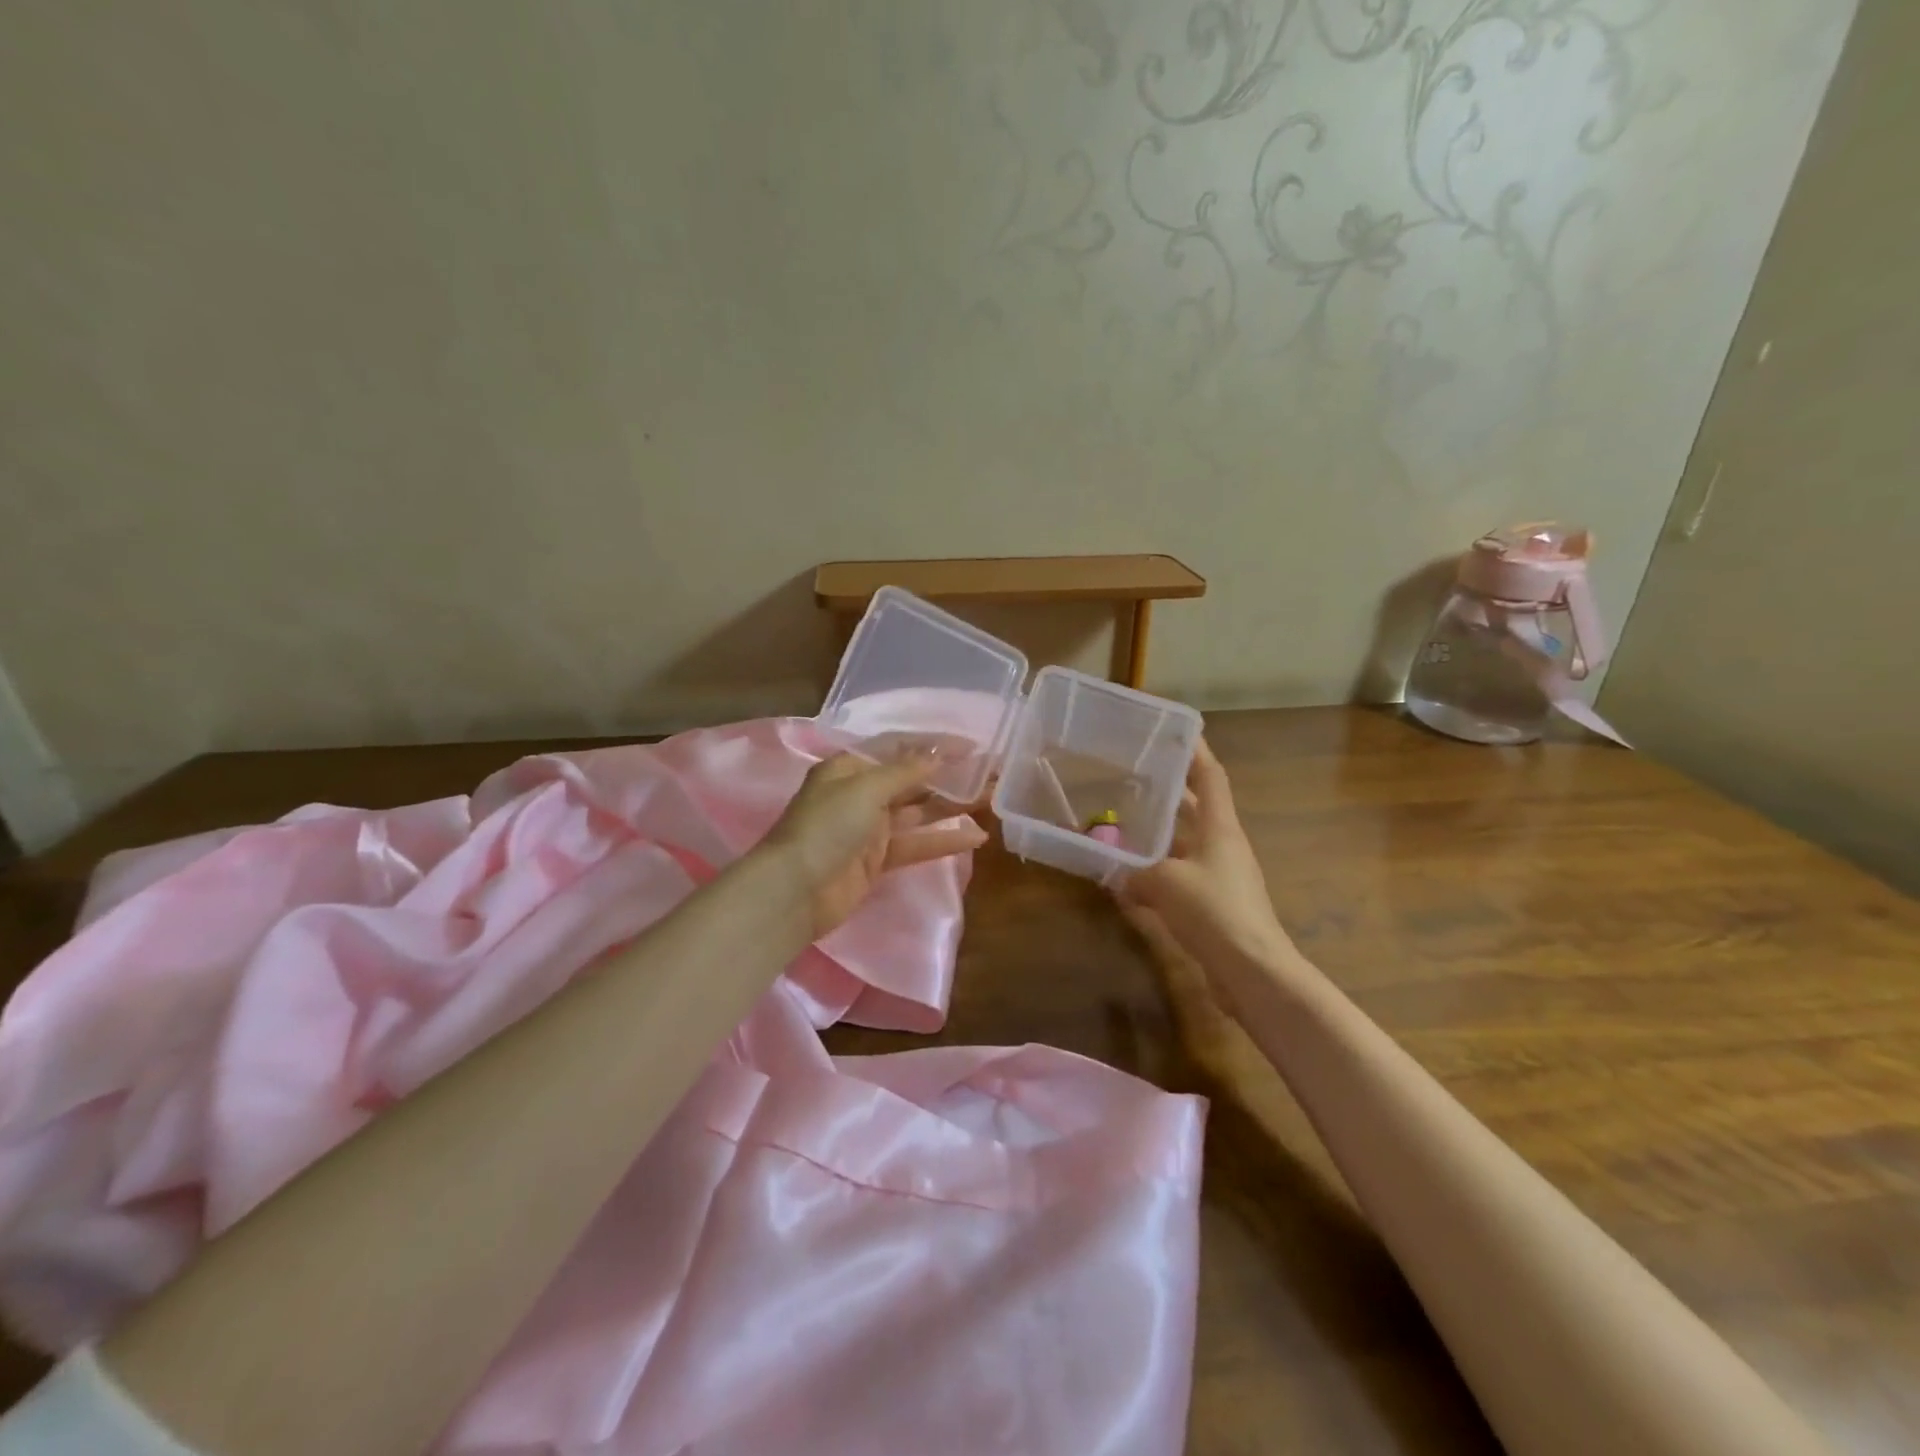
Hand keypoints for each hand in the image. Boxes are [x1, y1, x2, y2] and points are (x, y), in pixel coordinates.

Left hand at [760, 754, 988, 938]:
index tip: (971, 746)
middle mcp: (861, 793)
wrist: (794, 892)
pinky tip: (976, 836)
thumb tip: (939, 753)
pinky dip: (944, 840)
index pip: (898, 747)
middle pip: (912, 779)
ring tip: (992, 799)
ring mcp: (870, 828)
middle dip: (950, 776)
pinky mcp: (878, 860)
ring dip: (953, 806)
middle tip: (990, 773)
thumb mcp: (865, 789)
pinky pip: (916, 844)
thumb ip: (906, 771)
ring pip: (919, 811)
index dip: (934, 745)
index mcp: (850, 767)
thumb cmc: (826, 827)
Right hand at [1120, 738, 1298, 986]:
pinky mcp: (1213, 905)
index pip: (1211, 776)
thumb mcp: (1164, 883)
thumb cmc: (1214, 911)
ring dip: (1158, 835)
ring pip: (1184, 844)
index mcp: (1220, 828)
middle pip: (1196, 808)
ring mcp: (1220, 876)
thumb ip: (1134, 872)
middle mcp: (1222, 846)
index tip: (1175, 731)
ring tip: (1123, 823)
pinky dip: (1155, 874)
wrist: (1252, 971)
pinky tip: (1126, 881)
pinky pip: (1178, 877)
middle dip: (1169, 791)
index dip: (1195, 751)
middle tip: (1134, 775)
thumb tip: (1113, 873)